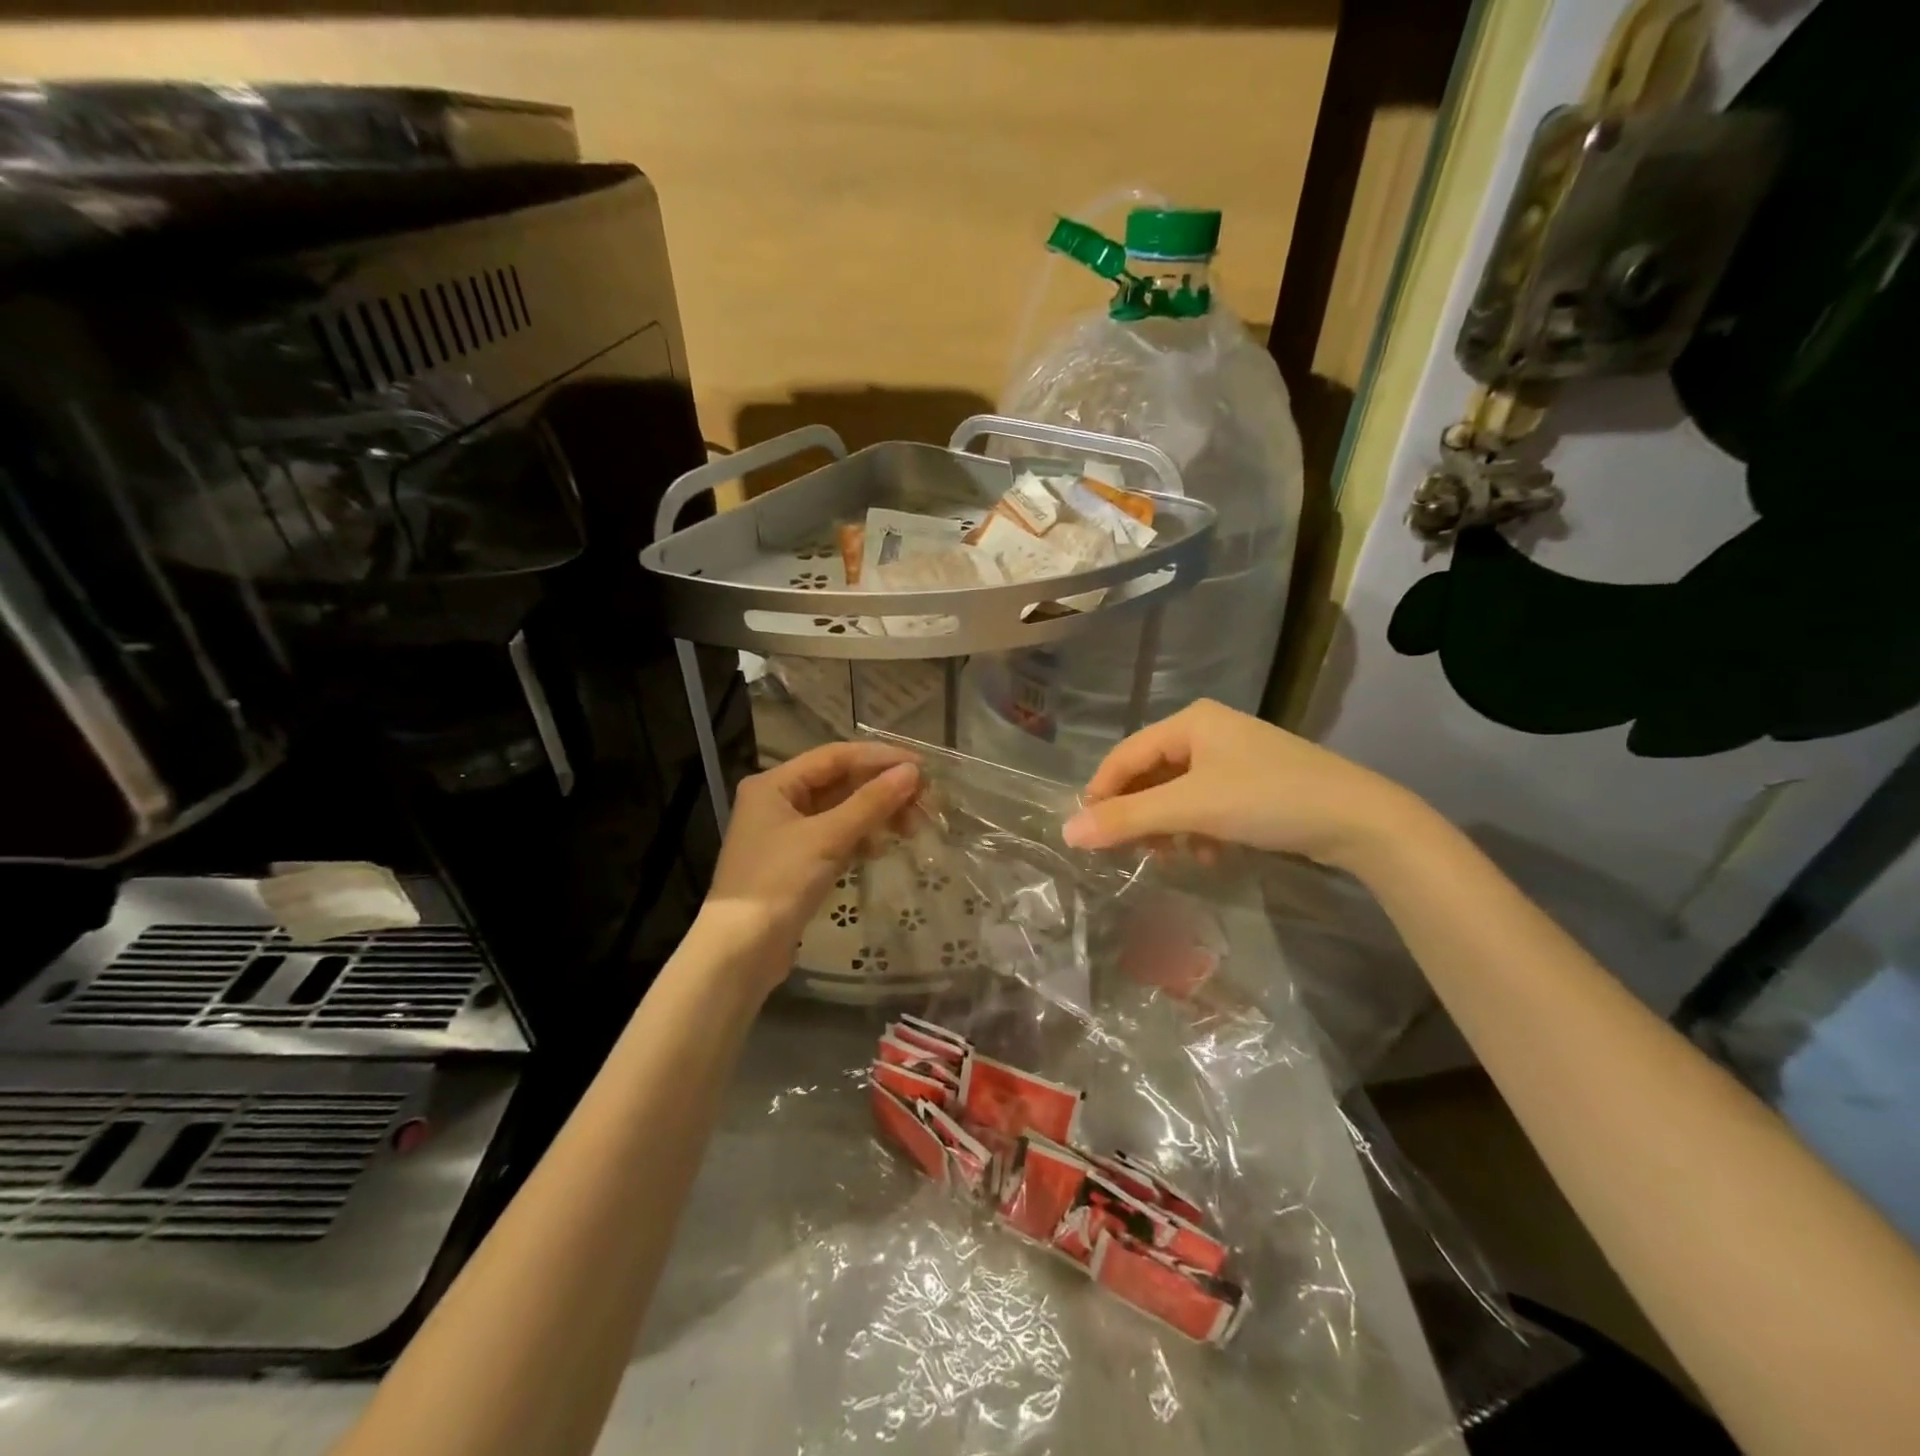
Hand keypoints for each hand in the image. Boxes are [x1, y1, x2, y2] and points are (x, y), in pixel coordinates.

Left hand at [695, 741, 920, 991]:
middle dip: (881, 790)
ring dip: (875, 815)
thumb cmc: (778, 883)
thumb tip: (912, 772)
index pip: (835, 756)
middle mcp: (778, 801)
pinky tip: (881, 848)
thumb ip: (871, 802)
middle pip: (839, 783)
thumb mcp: (827, 838)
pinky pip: (836, 837)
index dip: (880, 758)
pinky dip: (860, 838)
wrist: (740, 952)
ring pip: (841, 811)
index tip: (922, 766)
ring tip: (910, 829)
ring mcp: (786, 833)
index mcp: (775, 784)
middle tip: (923, 803)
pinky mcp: (796, 863)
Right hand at [1062, 700, 1424, 871]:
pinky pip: (1206, 803)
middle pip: (1151, 774)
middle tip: (1126, 851)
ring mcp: (1234, 756)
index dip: (1101, 793)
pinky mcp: (1254, 782)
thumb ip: (1128, 818)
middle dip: (1138, 814)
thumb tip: (1067, 831)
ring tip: (1168, 858)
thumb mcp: (1192, 808)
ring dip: (1167, 826)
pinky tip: (1208, 854)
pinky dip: (1197, 829)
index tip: (1086, 833)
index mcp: (1190, 722)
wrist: (1360, 819)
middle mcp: (1208, 731)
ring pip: (1178, 792)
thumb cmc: (1268, 799)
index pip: (1126, 755)